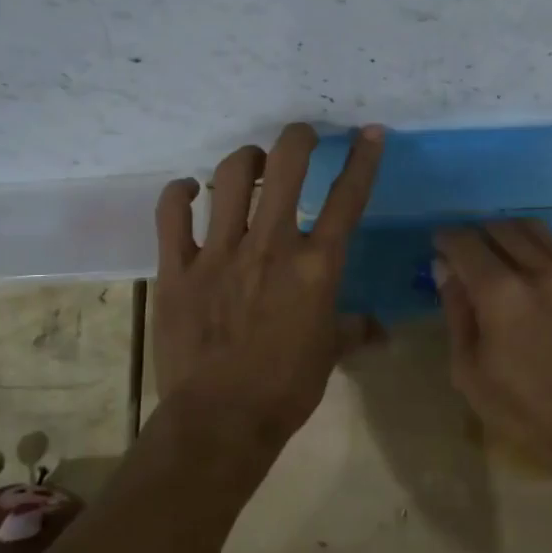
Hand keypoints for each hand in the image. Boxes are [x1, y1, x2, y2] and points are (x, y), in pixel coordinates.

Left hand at [153, 123, 384, 445]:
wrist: (221, 421)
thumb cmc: (285, 389)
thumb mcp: (329, 355)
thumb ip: (354, 330)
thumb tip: (380, 330)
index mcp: (315, 267)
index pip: (348, 199)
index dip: (363, 159)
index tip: (368, 132)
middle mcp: (270, 246)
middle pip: (285, 167)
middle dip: (298, 138)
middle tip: (302, 136)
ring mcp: (219, 253)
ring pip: (230, 177)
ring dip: (245, 159)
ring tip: (252, 164)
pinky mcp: (177, 268)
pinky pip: (171, 214)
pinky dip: (179, 194)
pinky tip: (188, 191)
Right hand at [434, 221, 551, 478]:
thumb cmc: (525, 410)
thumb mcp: (470, 371)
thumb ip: (456, 312)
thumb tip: (445, 270)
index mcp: (501, 294)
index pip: (465, 243)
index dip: (446, 239)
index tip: (440, 246)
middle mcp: (540, 270)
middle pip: (500, 227)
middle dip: (477, 234)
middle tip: (469, 253)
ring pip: (535, 230)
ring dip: (510, 234)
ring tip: (502, 255)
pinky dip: (541, 250)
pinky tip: (536, 273)